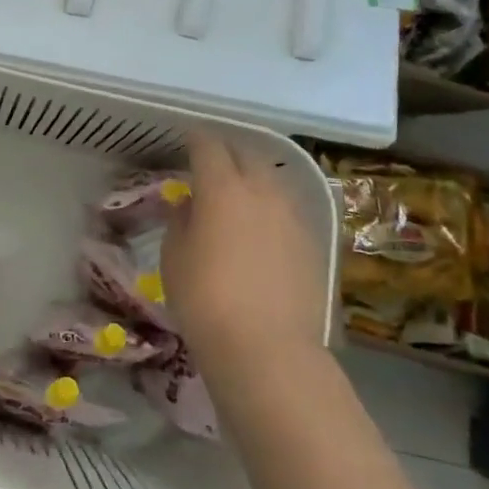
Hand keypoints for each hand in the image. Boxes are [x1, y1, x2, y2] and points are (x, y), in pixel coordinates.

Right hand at [160, 132, 331, 371]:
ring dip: (253, 179)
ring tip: (238, 193)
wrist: (267, 350)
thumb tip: (190, 203)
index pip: (209, 146)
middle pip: (247, 155)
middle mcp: (263, 191)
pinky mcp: (314, 243)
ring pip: (272, 181)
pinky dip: (271, 208)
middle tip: (211, 163)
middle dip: (228, 152)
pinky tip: (261, 228)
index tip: (187, 140)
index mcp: (223, 188)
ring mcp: (294, 216)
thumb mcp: (174, 258)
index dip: (196, 139)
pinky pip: (288, 210)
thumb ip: (180, 220)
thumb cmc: (205, 300)